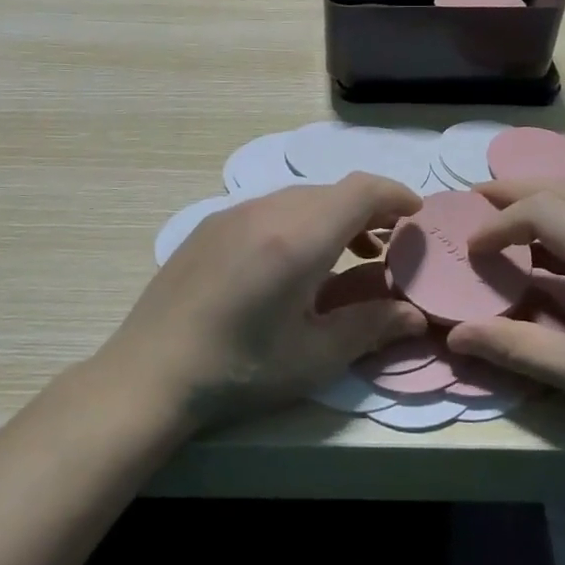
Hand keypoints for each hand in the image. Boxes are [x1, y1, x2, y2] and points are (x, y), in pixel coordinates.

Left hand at [93, 176, 426, 430]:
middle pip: (332, 192)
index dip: (395, 195)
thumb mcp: (314, 357)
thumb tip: (415, 314)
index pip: (361, 190)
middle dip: (369, 210)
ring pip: (300, 198)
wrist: (147, 374)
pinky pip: (269, 208)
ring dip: (333, 216)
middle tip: (388, 246)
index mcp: (298, 238)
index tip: (416, 215)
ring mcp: (232, 214)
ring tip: (347, 255)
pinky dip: (299, 221)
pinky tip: (291, 263)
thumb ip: (370, 327)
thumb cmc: (239, 369)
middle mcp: (266, 211)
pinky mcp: (210, 226)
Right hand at [447, 180, 564, 452]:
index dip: (498, 224)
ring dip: (540, 202)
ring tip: (502, 217)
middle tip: (472, 203)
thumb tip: (454, 336)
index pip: (541, 211)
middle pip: (561, 189)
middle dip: (513, 194)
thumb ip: (513, 346)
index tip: (469, 250)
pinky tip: (547, 246)